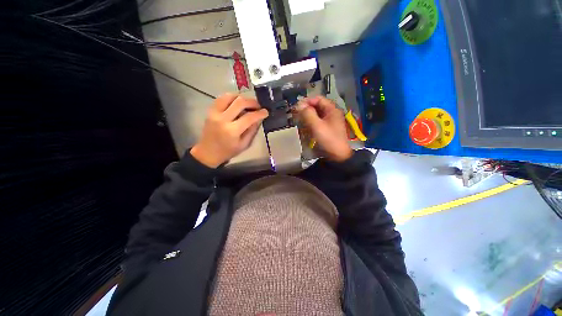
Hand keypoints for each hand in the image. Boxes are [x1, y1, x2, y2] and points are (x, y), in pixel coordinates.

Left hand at [190, 93, 268, 167]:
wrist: (208, 152)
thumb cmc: (228, 151)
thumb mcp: (244, 145)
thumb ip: (252, 131)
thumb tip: (258, 119)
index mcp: (232, 130)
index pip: (249, 117)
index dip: (260, 113)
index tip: (266, 112)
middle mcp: (223, 119)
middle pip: (240, 102)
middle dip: (252, 102)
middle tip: (258, 106)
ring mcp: (214, 113)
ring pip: (229, 96)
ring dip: (241, 98)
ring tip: (247, 104)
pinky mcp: (210, 110)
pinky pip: (221, 98)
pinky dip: (231, 98)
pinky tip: (237, 103)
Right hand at [296, 96, 352, 161]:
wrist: (338, 156)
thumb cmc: (329, 139)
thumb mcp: (317, 126)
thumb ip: (308, 114)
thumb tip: (299, 105)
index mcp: (332, 109)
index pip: (318, 99)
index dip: (307, 101)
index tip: (297, 107)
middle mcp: (332, 113)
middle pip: (317, 107)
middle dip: (306, 109)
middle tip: (296, 114)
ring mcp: (330, 122)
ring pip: (317, 115)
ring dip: (308, 116)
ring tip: (299, 120)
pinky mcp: (328, 129)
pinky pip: (318, 122)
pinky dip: (311, 123)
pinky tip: (305, 127)